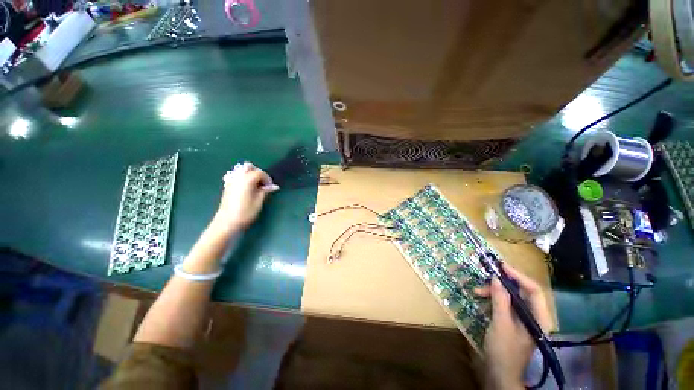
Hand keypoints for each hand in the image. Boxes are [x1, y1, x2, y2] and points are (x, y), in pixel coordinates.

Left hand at [212, 162, 277, 233]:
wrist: (226, 222)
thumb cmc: (245, 212)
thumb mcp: (259, 201)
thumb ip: (265, 191)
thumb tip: (274, 186)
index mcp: (246, 179)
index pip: (260, 172)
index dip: (267, 179)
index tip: (271, 187)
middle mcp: (238, 177)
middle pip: (249, 166)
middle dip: (258, 172)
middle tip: (263, 183)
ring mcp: (231, 181)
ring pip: (242, 170)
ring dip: (251, 175)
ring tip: (256, 186)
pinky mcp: (228, 186)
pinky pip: (237, 176)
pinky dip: (244, 178)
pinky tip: (248, 189)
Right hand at [477, 264, 552, 389]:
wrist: (499, 373)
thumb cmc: (504, 350)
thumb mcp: (501, 323)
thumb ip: (500, 299)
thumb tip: (495, 278)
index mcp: (539, 318)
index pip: (534, 291)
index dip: (519, 276)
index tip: (501, 266)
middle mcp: (534, 316)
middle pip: (522, 292)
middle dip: (503, 283)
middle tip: (486, 278)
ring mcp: (523, 319)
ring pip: (512, 297)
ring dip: (495, 291)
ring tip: (478, 291)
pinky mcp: (513, 322)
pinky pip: (505, 303)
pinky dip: (494, 298)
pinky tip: (482, 297)